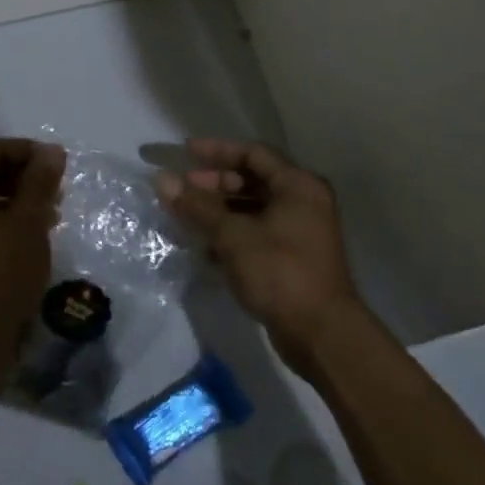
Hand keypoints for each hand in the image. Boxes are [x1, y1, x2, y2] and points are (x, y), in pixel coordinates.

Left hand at [0, 137, 65, 387]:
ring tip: (50, 216)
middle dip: (23, 177)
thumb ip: (39, 182)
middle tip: (57, 191)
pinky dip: (2, 223)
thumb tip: (51, 151)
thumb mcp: (26, 224)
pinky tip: (30, 238)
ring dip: (16, 201)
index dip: (28, 152)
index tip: (60, 164)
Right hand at [156, 139, 366, 378]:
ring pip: (253, 208)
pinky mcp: (294, 258)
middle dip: (215, 182)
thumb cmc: (279, 271)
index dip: (217, 150)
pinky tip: (205, 246)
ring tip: (187, 217)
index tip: (185, 152)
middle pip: (253, 180)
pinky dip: (232, 234)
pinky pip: (257, 233)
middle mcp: (304, 202)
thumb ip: (197, 205)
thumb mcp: (232, 235)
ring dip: (220, 210)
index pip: (253, 153)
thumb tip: (162, 180)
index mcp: (298, 185)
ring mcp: (301, 231)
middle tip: (183, 188)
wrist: (321, 334)